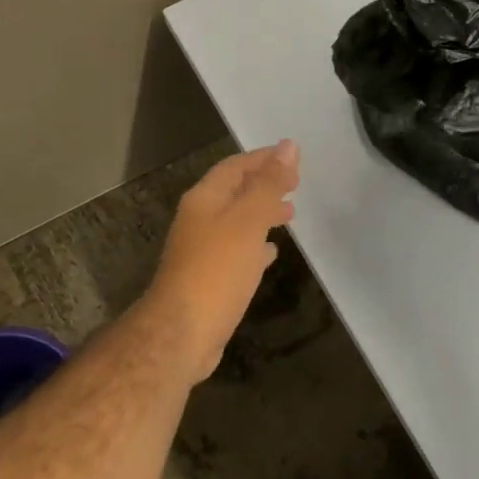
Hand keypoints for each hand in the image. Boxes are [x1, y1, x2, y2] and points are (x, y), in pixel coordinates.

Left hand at [141, 141, 298, 384]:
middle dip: (264, 185)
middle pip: (235, 193)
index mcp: (204, 199)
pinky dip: (256, 246)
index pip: (235, 167)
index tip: (292, 155)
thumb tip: (288, 146)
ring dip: (262, 214)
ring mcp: (201, 250)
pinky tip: (271, 253)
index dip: (263, 158)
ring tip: (290, 215)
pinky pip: (236, 251)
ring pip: (237, 222)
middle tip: (296, 185)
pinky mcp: (208, 278)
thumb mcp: (248, 220)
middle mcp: (199, 219)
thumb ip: (268, 184)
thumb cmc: (217, 269)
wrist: (182, 332)